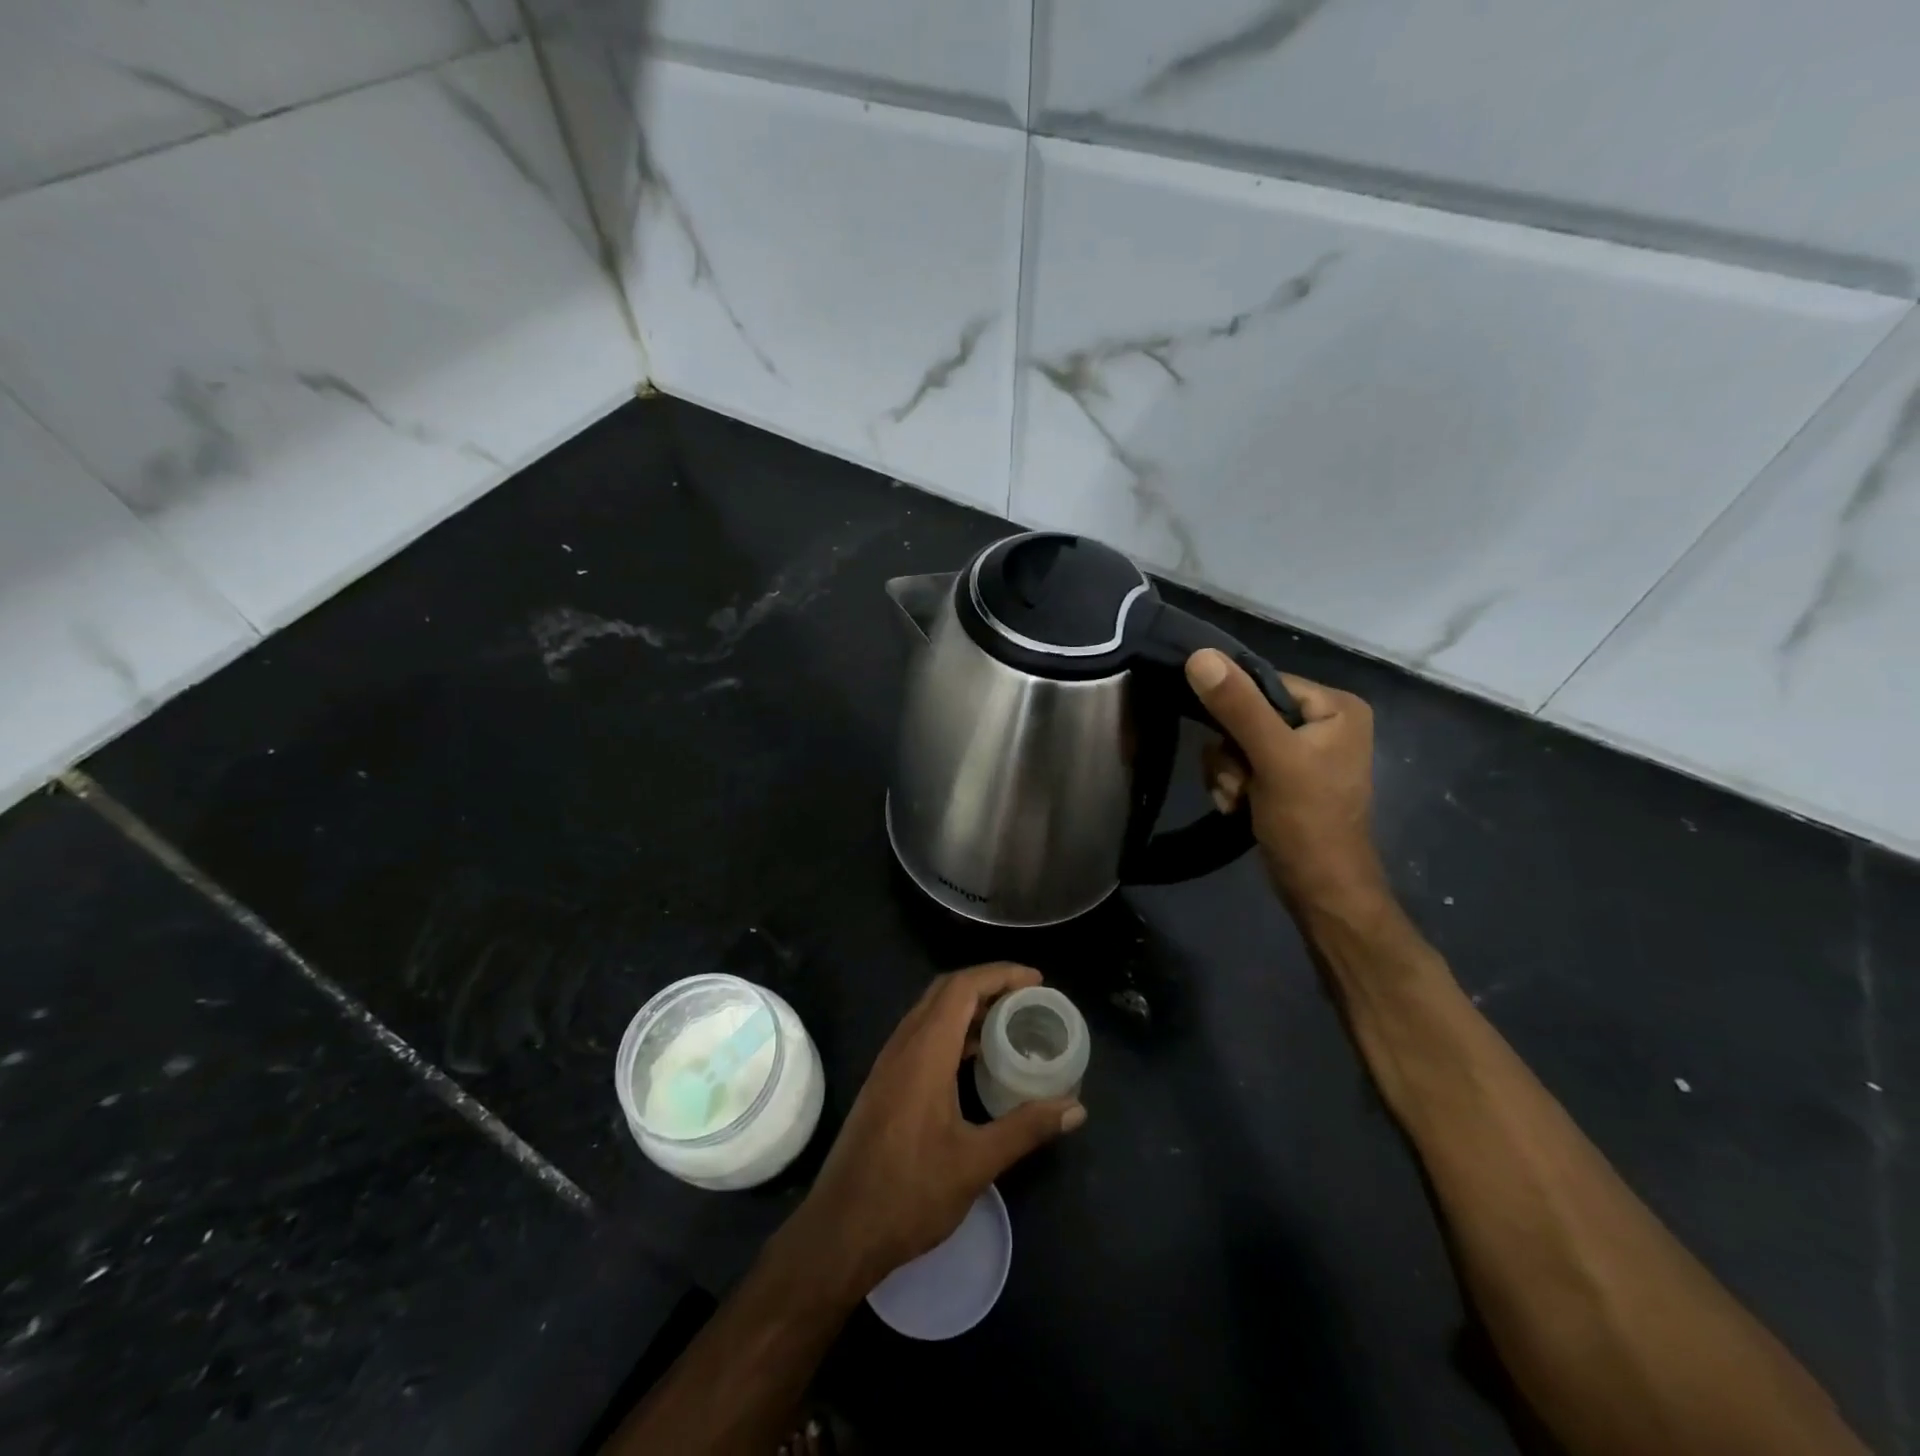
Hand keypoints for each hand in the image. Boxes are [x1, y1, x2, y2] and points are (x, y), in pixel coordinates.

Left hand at [794, 963, 1084, 1292]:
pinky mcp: (885, 1083)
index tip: (1036, 981)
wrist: (840, 1230)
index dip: (1000, 974)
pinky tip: (975, 1058)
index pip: (962, 987)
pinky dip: (953, 1030)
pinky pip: (922, 1036)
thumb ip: (1026, 1128)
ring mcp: (889, 1064)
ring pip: (931, 1012)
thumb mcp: (976, 1163)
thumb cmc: (909, 1193)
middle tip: (1028, 997)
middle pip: (945, 992)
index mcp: (924, 1052)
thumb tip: (1076, 1107)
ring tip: (1009, 1022)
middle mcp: (903, 1046)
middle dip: (988, 984)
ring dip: (969, 1007)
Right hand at [1187, 649, 1388, 915]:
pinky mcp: (1285, 778)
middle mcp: (1323, 723)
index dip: (1235, 710)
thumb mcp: (1272, 758)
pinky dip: (1232, 785)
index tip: (1231, 746)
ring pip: (1236, 742)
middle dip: (1230, 752)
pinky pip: (1241, 764)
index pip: (1264, 683)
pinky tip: (1237, 806)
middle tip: (1239, 781)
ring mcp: (1303, 753)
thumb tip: (1200, 655)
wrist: (1319, 890)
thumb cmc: (1307, 821)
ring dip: (1227, 772)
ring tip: (1239, 798)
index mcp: (1335, 707)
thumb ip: (1237, 706)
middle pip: (1246, 714)